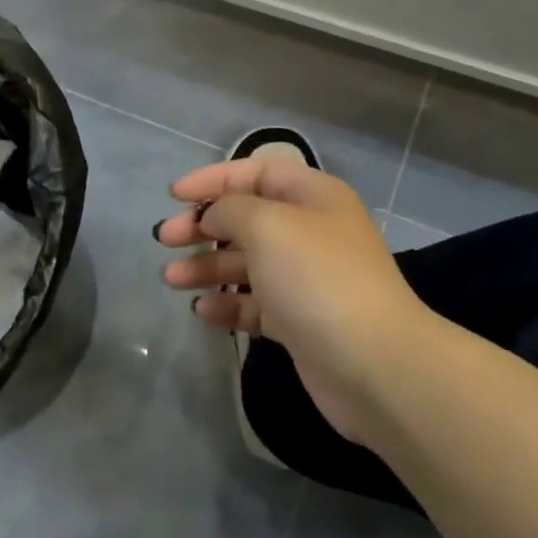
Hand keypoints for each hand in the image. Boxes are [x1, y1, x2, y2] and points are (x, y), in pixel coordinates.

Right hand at [157, 158, 431, 441]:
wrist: (373, 364)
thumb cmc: (317, 278)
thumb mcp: (269, 226)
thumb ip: (232, 209)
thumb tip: (215, 214)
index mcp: (313, 196)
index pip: (257, 172)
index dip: (214, 179)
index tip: (174, 195)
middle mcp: (312, 231)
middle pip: (249, 217)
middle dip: (205, 225)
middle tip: (164, 239)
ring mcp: (308, 278)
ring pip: (249, 262)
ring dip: (209, 265)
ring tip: (170, 279)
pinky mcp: (301, 321)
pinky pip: (257, 303)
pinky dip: (229, 303)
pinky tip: (202, 310)